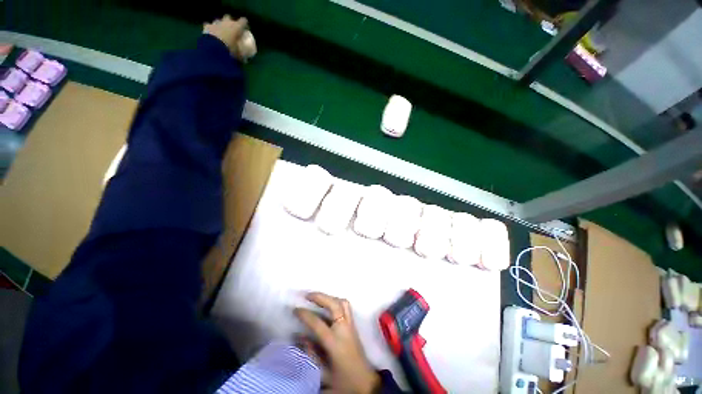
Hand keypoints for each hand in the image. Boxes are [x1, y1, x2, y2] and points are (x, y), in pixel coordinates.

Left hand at [203, 15, 248, 59]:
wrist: (213, 48)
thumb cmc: (230, 50)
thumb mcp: (238, 55)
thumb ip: (241, 55)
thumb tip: (244, 60)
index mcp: (237, 27)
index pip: (243, 21)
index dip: (245, 24)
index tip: (245, 28)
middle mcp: (227, 22)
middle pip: (229, 17)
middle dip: (230, 21)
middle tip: (232, 28)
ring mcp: (216, 23)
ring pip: (218, 20)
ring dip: (220, 24)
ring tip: (221, 31)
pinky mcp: (207, 26)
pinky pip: (208, 25)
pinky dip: (210, 28)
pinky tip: (210, 32)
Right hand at [295, 292, 380, 393]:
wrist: (366, 384)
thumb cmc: (344, 381)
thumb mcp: (323, 373)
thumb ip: (311, 354)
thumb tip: (300, 337)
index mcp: (335, 343)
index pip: (318, 323)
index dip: (305, 315)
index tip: (295, 309)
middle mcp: (344, 330)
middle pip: (334, 305)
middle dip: (320, 297)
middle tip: (307, 295)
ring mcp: (351, 326)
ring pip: (342, 303)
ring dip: (329, 297)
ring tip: (318, 298)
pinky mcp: (354, 326)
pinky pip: (346, 307)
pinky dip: (336, 301)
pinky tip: (329, 304)